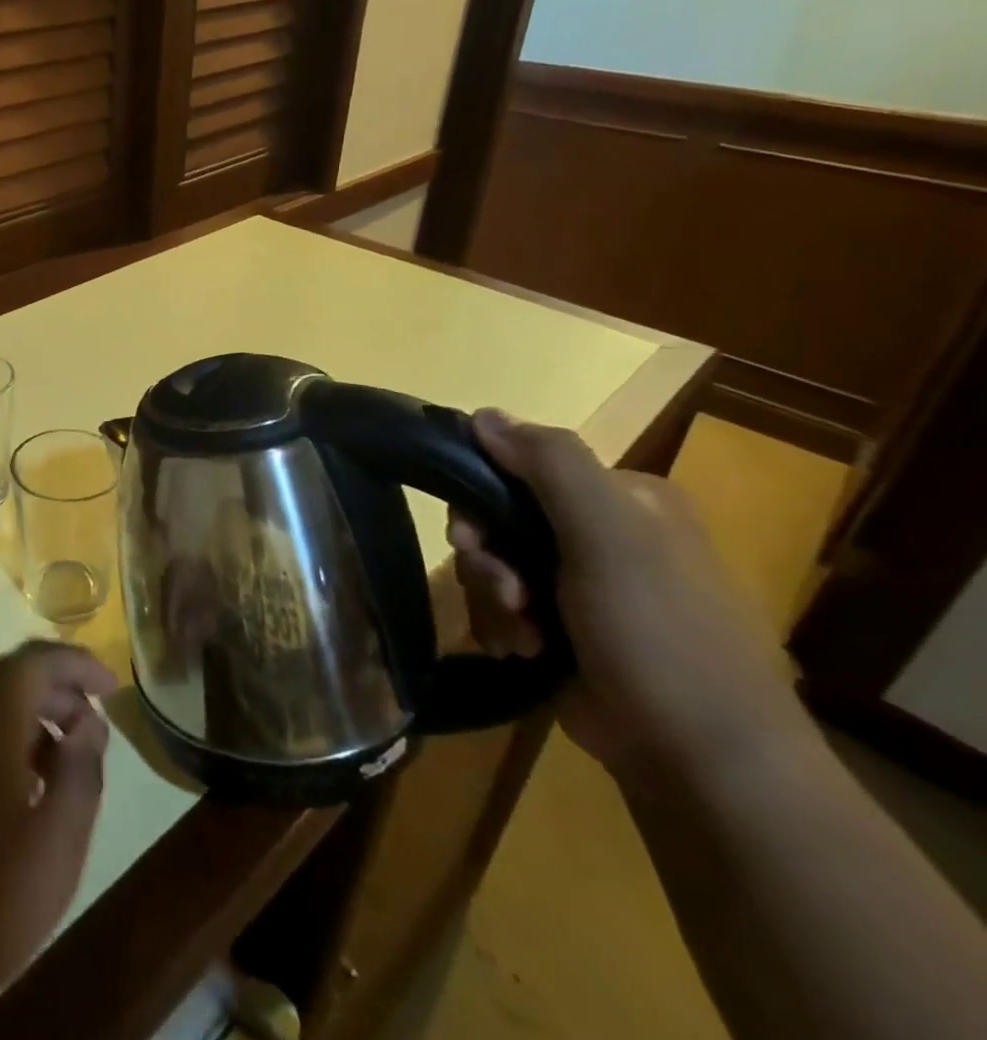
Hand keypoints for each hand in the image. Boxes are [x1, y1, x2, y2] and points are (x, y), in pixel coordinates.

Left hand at [0, 641, 115, 1030]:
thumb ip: (83, 770)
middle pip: (12, 673)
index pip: (42, 658)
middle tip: (91, 729)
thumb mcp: (57, 843)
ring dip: (28, 714)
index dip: (82, 665)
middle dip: (58, 691)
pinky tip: (15, 779)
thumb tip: (90, 724)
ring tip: (60, 759)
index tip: (112, 687)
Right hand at [448, 410, 809, 785]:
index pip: (521, 467)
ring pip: (495, 565)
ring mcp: (584, 585)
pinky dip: (502, 627)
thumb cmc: (659, 635)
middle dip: (489, 559)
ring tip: (522, 637)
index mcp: (624, 498)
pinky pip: (503, 606)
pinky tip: (523, 652)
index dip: (482, 497)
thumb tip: (483, 413)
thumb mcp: (608, 535)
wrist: (703, 762)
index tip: (472, 536)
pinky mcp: (566, 630)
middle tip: (505, 593)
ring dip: (493, 599)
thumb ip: (549, 464)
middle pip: (500, 519)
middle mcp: (604, 534)